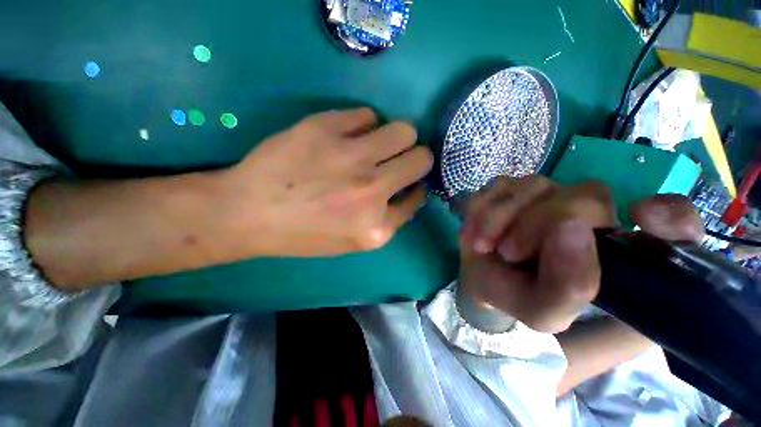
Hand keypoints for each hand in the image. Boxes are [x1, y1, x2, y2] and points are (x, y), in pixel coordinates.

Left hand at [220, 108, 432, 256]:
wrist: (249, 213)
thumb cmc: (303, 234)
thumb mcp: (354, 241)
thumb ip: (387, 218)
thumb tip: (409, 190)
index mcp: (378, 227)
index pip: (419, 195)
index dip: (416, 186)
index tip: (408, 182)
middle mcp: (372, 191)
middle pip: (422, 158)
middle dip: (415, 158)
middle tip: (397, 159)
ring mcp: (351, 158)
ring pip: (403, 131)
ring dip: (397, 137)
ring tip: (377, 144)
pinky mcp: (326, 129)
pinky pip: (368, 114)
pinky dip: (364, 124)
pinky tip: (347, 135)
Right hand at [459, 175, 702, 332]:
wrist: (481, 278)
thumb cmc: (518, 296)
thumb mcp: (545, 311)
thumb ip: (569, 286)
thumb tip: (571, 228)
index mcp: (616, 252)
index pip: (675, 222)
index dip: (670, 216)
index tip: (641, 217)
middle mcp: (591, 214)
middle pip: (585, 195)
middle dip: (538, 224)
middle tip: (508, 253)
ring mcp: (549, 194)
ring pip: (534, 186)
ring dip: (501, 218)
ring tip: (484, 245)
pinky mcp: (512, 187)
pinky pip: (500, 185)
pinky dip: (484, 210)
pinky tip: (477, 231)